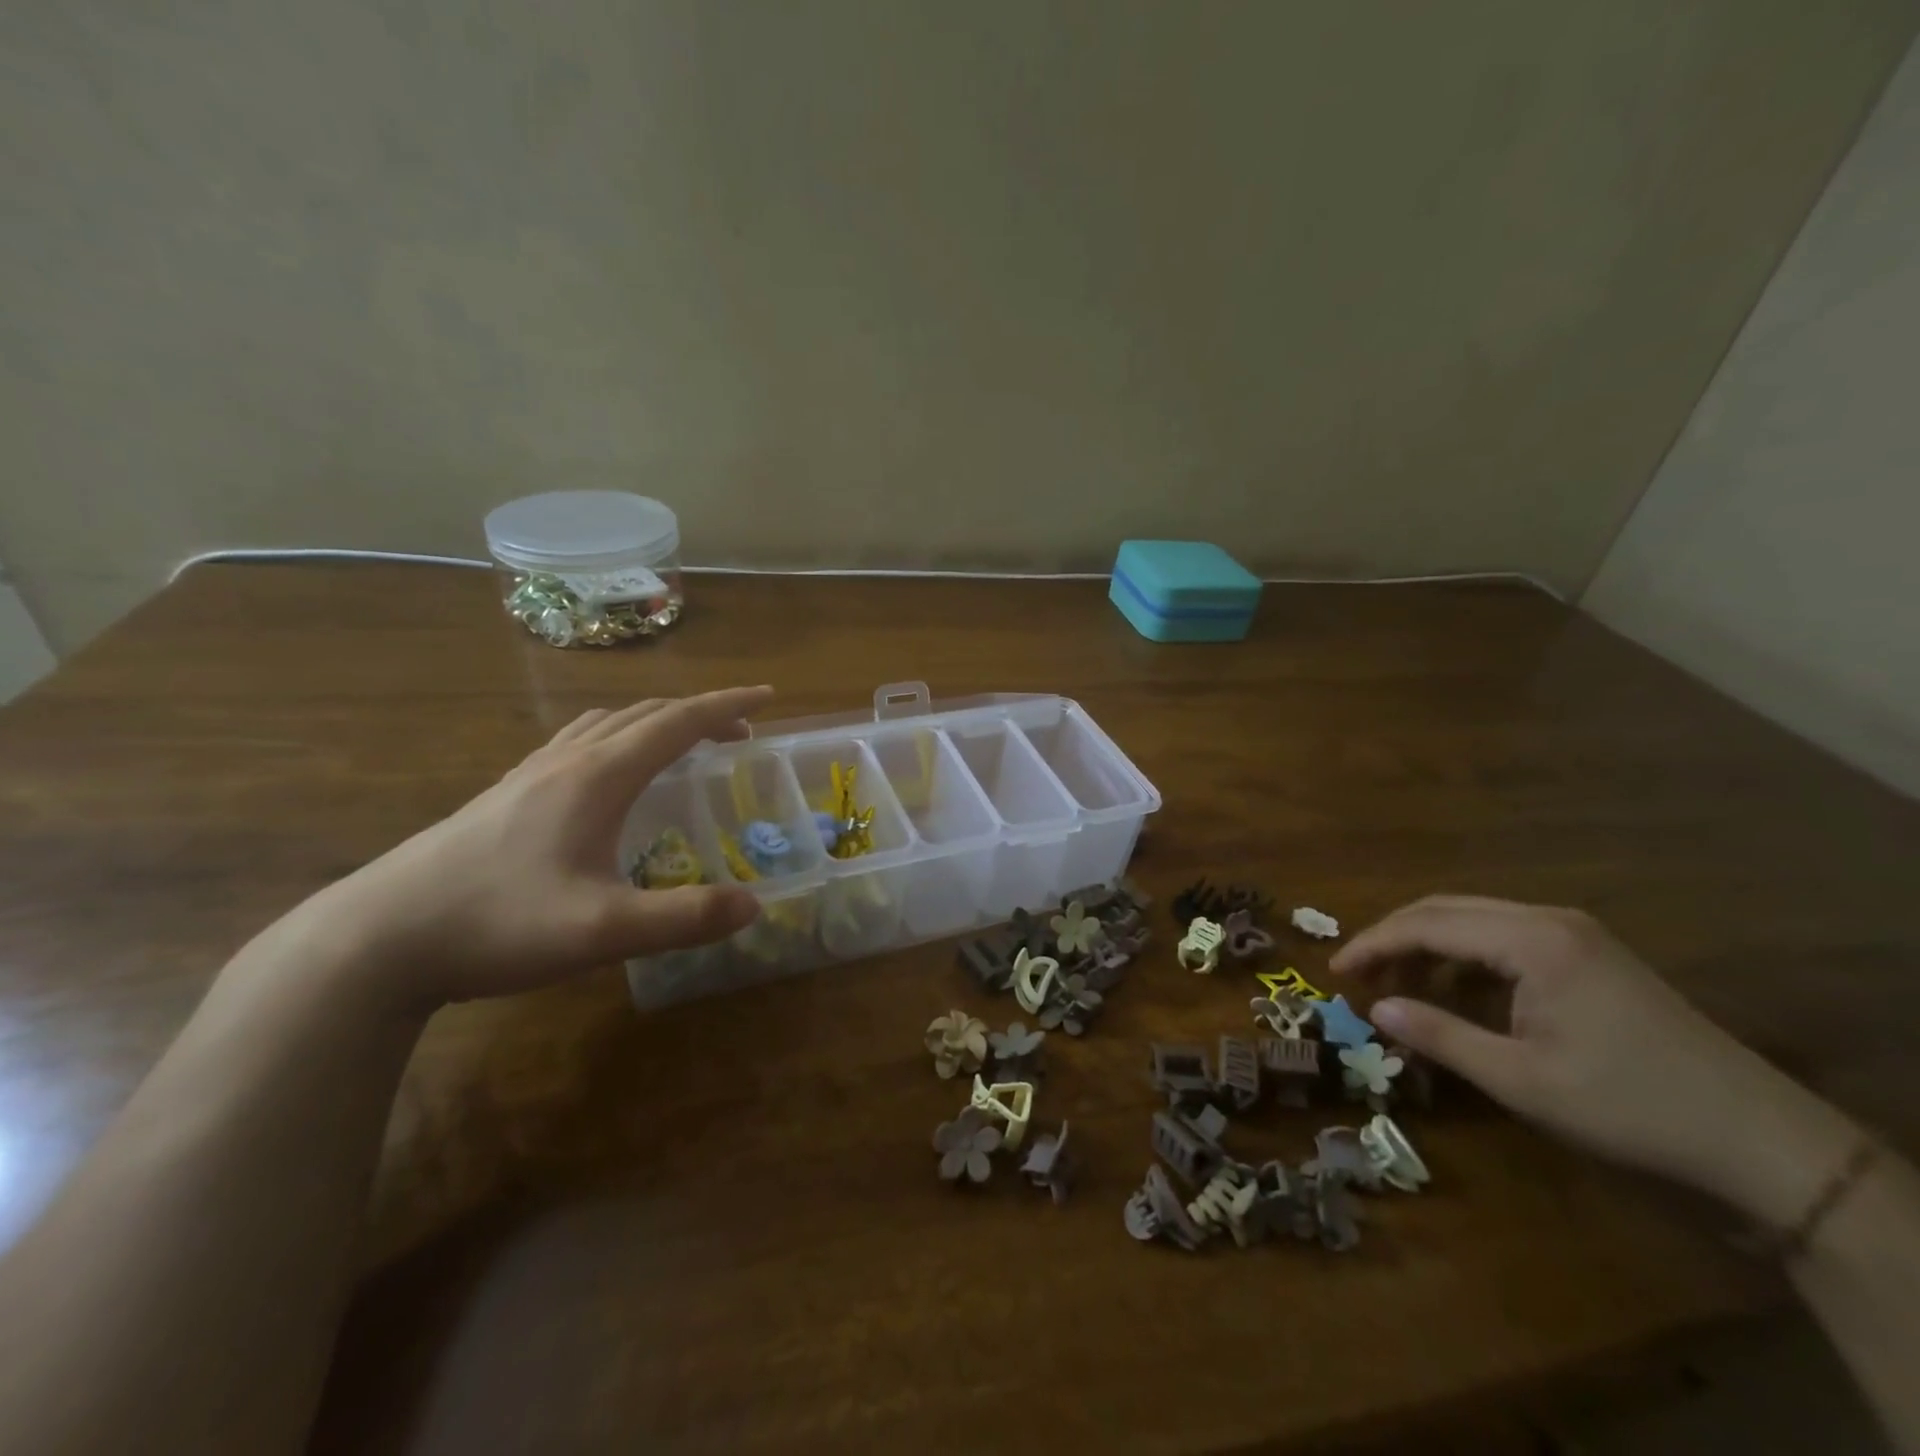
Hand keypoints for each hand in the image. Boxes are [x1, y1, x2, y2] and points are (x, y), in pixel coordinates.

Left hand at [296, 688, 770, 1012]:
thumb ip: (685, 917)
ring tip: (683, 742)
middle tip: (739, 732)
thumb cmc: (497, 924)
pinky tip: (609, 773)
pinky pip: (578, 742)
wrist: (376, 939)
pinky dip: (617, 737)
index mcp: (598, 776)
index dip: (726, 705)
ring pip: (606, 723)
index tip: (768, 697)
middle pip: (645, 714)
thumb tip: (755, 904)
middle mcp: (567, 760)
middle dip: (700, 713)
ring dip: (656, 721)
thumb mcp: (603, 931)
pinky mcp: (505, 795)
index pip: (677, 722)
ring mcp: (530, 774)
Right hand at [1332, 895, 1856, 1221]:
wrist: (1759, 1138)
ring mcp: (1574, 932)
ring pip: (1473, 919)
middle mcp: (1548, 919)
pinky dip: (1465, 956)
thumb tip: (1375, 1009)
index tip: (1334, 971)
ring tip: (1400, 986)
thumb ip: (1440, 1036)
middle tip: (1359, 975)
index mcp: (1530, 940)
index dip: (1372, 944)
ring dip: (1428, 945)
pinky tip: (1458, 990)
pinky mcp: (1589, 952)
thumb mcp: (1520, 1080)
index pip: (1426, 924)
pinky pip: (1504, 936)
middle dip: (1394, 938)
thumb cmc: (1627, 1106)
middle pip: (1445, 909)